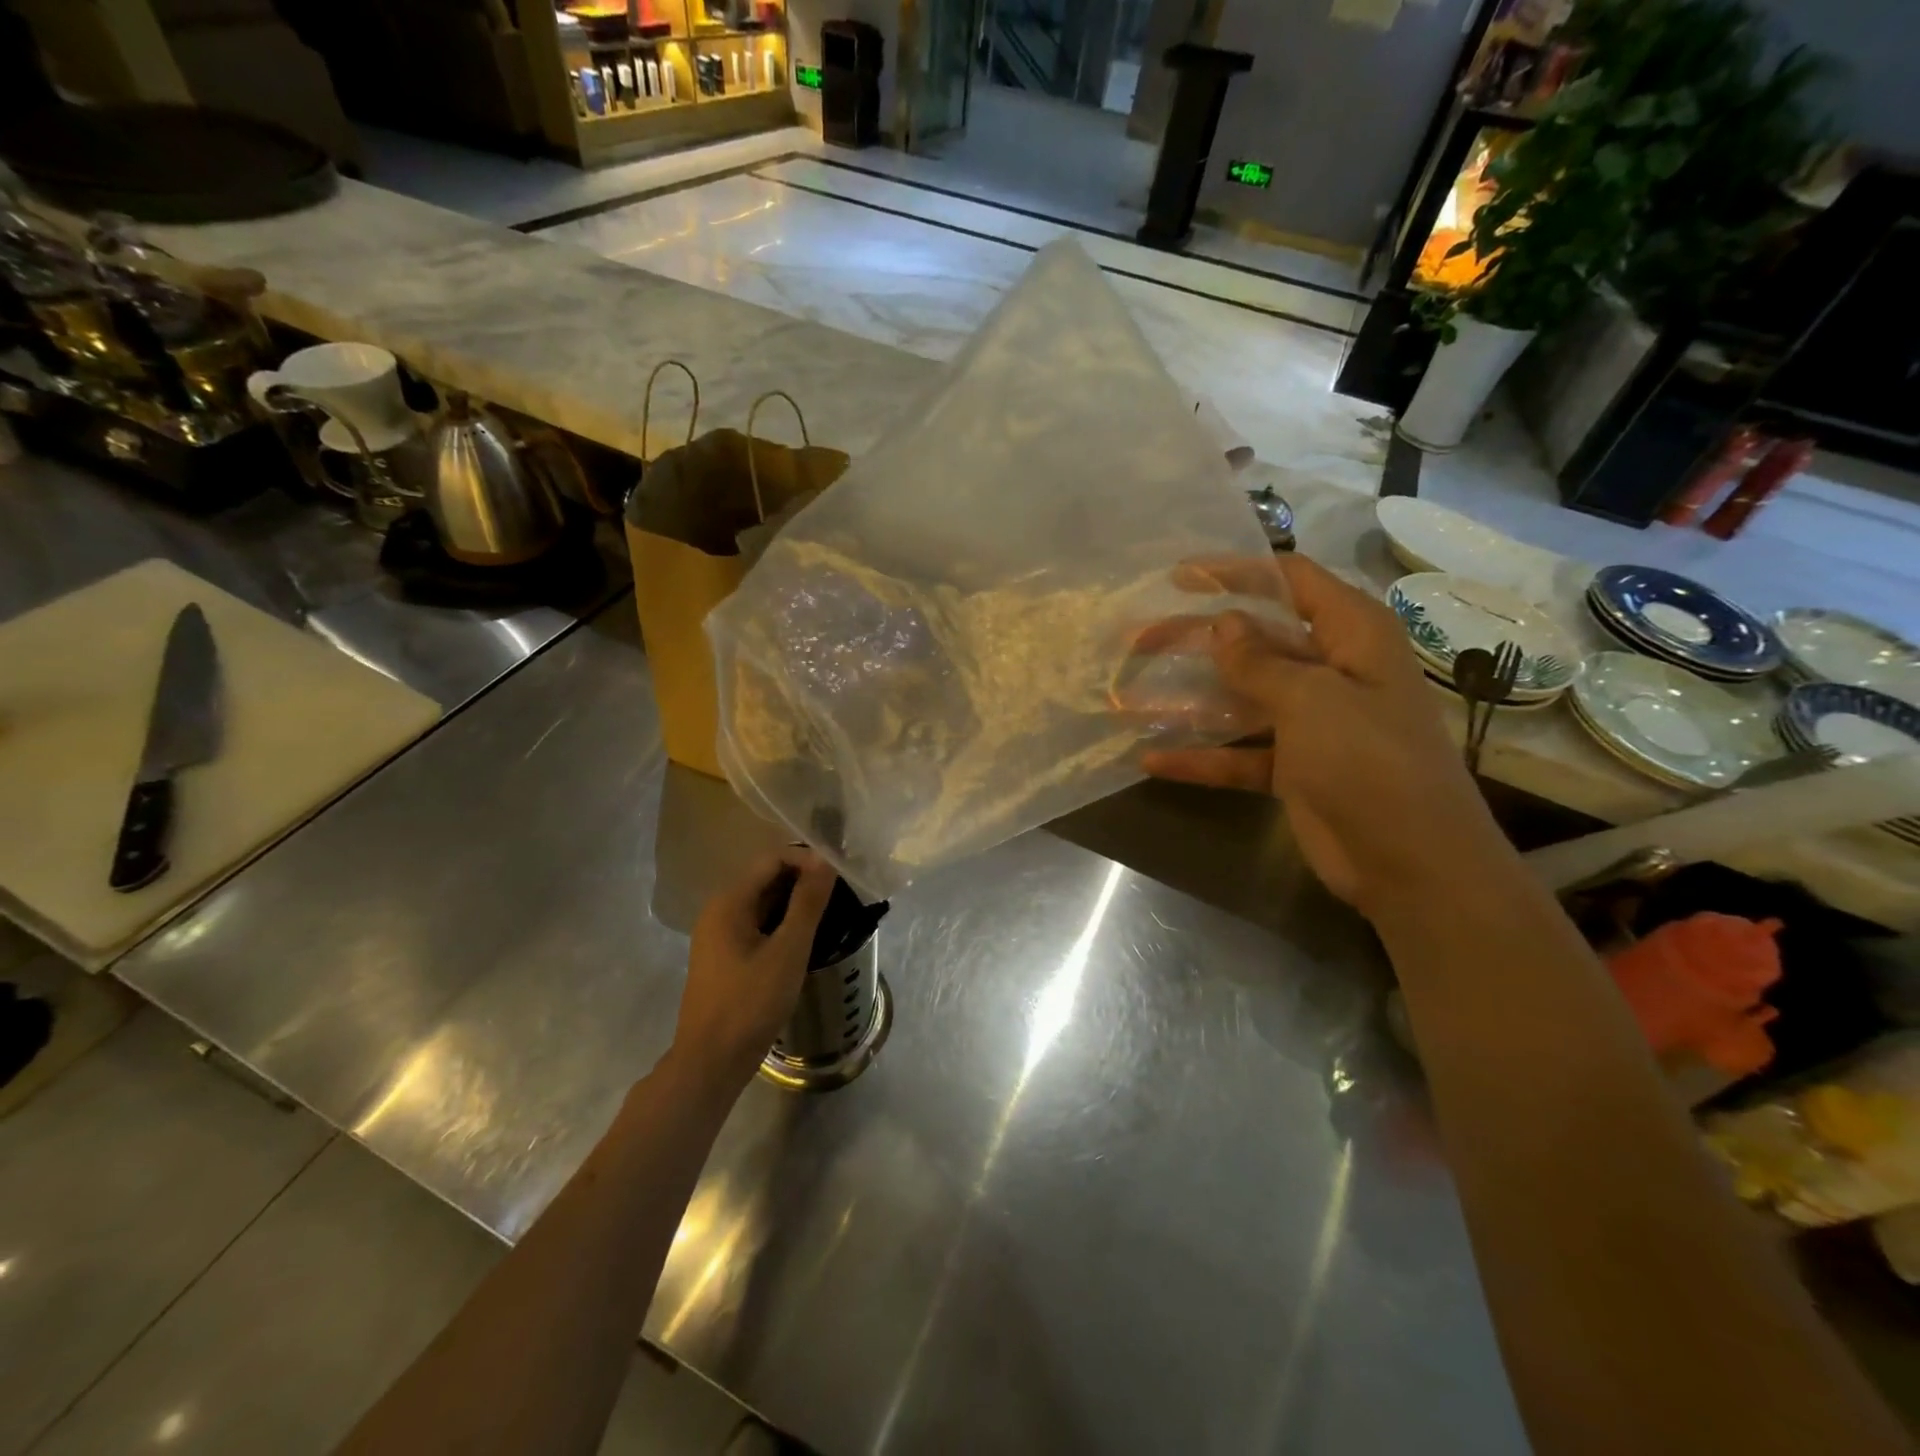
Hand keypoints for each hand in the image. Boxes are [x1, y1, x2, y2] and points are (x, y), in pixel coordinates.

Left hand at [674, 849, 836, 1085]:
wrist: (711, 1063)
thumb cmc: (750, 1003)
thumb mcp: (787, 951)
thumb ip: (807, 902)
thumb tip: (824, 859)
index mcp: (729, 902)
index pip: (772, 859)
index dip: (806, 859)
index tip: (839, 875)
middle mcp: (719, 911)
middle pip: (766, 878)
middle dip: (803, 880)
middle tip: (841, 893)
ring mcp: (719, 935)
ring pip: (764, 904)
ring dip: (796, 903)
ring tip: (831, 913)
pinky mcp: (726, 957)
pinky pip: (758, 925)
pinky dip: (783, 924)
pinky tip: (806, 939)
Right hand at [1140, 553, 1502, 911]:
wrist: (1411, 863)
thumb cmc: (1370, 761)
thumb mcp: (1312, 700)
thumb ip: (1260, 661)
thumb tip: (1224, 624)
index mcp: (1353, 635)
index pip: (1291, 581)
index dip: (1237, 572)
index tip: (1180, 578)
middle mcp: (1333, 670)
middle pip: (1256, 639)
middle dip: (1197, 638)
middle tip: (1140, 638)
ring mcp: (1312, 722)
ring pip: (1241, 697)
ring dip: (1190, 698)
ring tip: (1131, 696)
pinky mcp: (1294, 768)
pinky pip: (1239, 753)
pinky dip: (1201, 757)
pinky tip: (1152, 759)